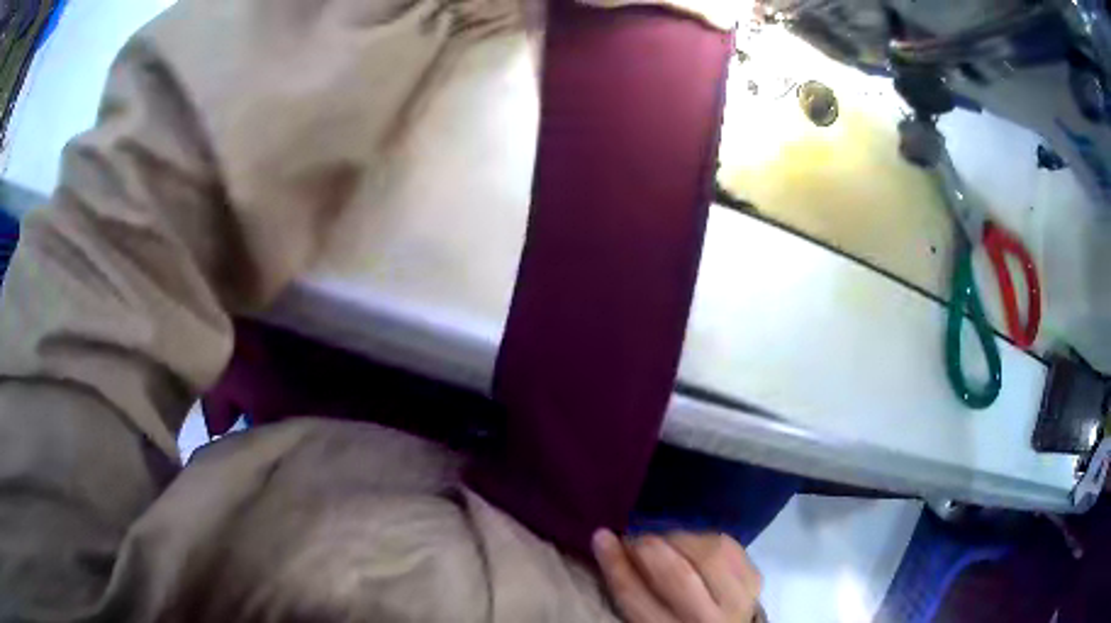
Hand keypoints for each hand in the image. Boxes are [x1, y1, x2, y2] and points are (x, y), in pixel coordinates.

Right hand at [592, 529, 762, 622]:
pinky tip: (691, 542)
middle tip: (634, 537)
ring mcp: (737, 599)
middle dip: (650, 547)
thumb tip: (608, 541)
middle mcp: (706, 620)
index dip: (616, 563)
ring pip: (709, 554)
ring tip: (663, 539)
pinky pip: (729, 546)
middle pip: (678, 575)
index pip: (635, 597)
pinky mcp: (754, 580)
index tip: (601, 536)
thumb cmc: (674, 621)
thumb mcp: (647, 618)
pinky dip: (705, 537)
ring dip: (679, 538)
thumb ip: (633, 591)